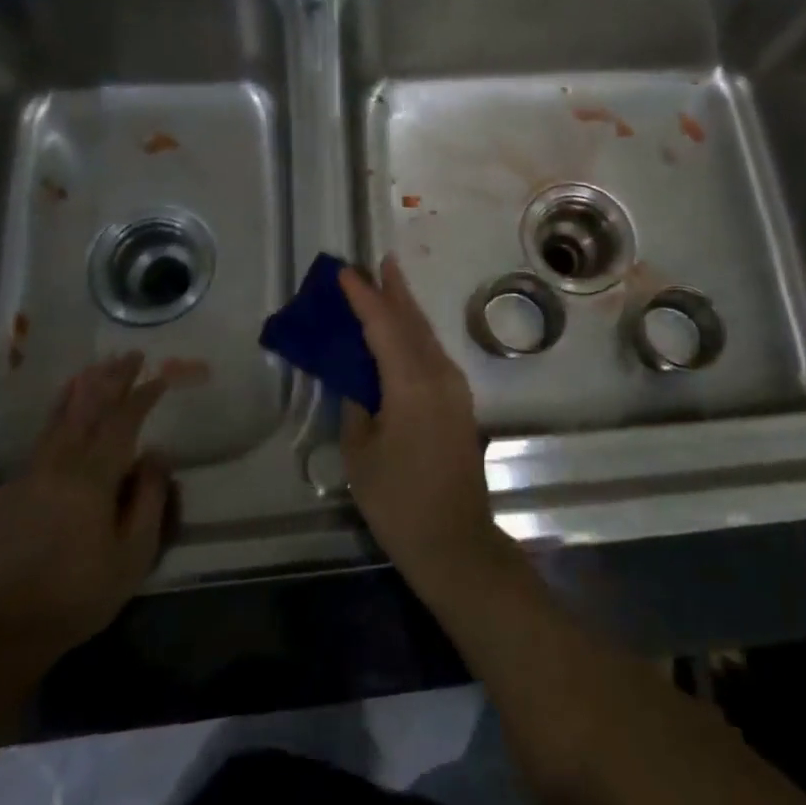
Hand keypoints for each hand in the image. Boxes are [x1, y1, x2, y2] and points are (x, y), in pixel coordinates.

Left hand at [0, 353, 170, 693]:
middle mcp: (57, 465)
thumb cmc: (77, 595)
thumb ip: (148, 499)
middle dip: (110, 379)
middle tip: (129, 355)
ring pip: (56, 421)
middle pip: (86, 409)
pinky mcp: (6, 495)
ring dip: (79, 391)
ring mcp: (26, 478)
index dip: (142, 394)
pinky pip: (38, 444)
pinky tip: (61, 421)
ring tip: (93, 369)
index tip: (160, 376)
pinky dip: (55, 420)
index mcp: (91, 477)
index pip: (122, 421)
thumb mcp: (133, 555)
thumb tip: (156, 455)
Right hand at [339, 256, 515, 598]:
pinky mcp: (460, 403)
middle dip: (395, 290)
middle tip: (379, 262)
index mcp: (411, 383)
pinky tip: (403, 334)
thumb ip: (358, 406)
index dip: (363, 296)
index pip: (384, 325)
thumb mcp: (361, 454)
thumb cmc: (399, 501)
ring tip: (389, 285)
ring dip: (407, 310)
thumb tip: (359, 381)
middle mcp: (439, 375)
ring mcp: (455, 388)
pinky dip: (415, 336)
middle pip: (413, 321)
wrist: (455, 542)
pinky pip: (433, 355)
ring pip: (427, 336)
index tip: (344, 272)